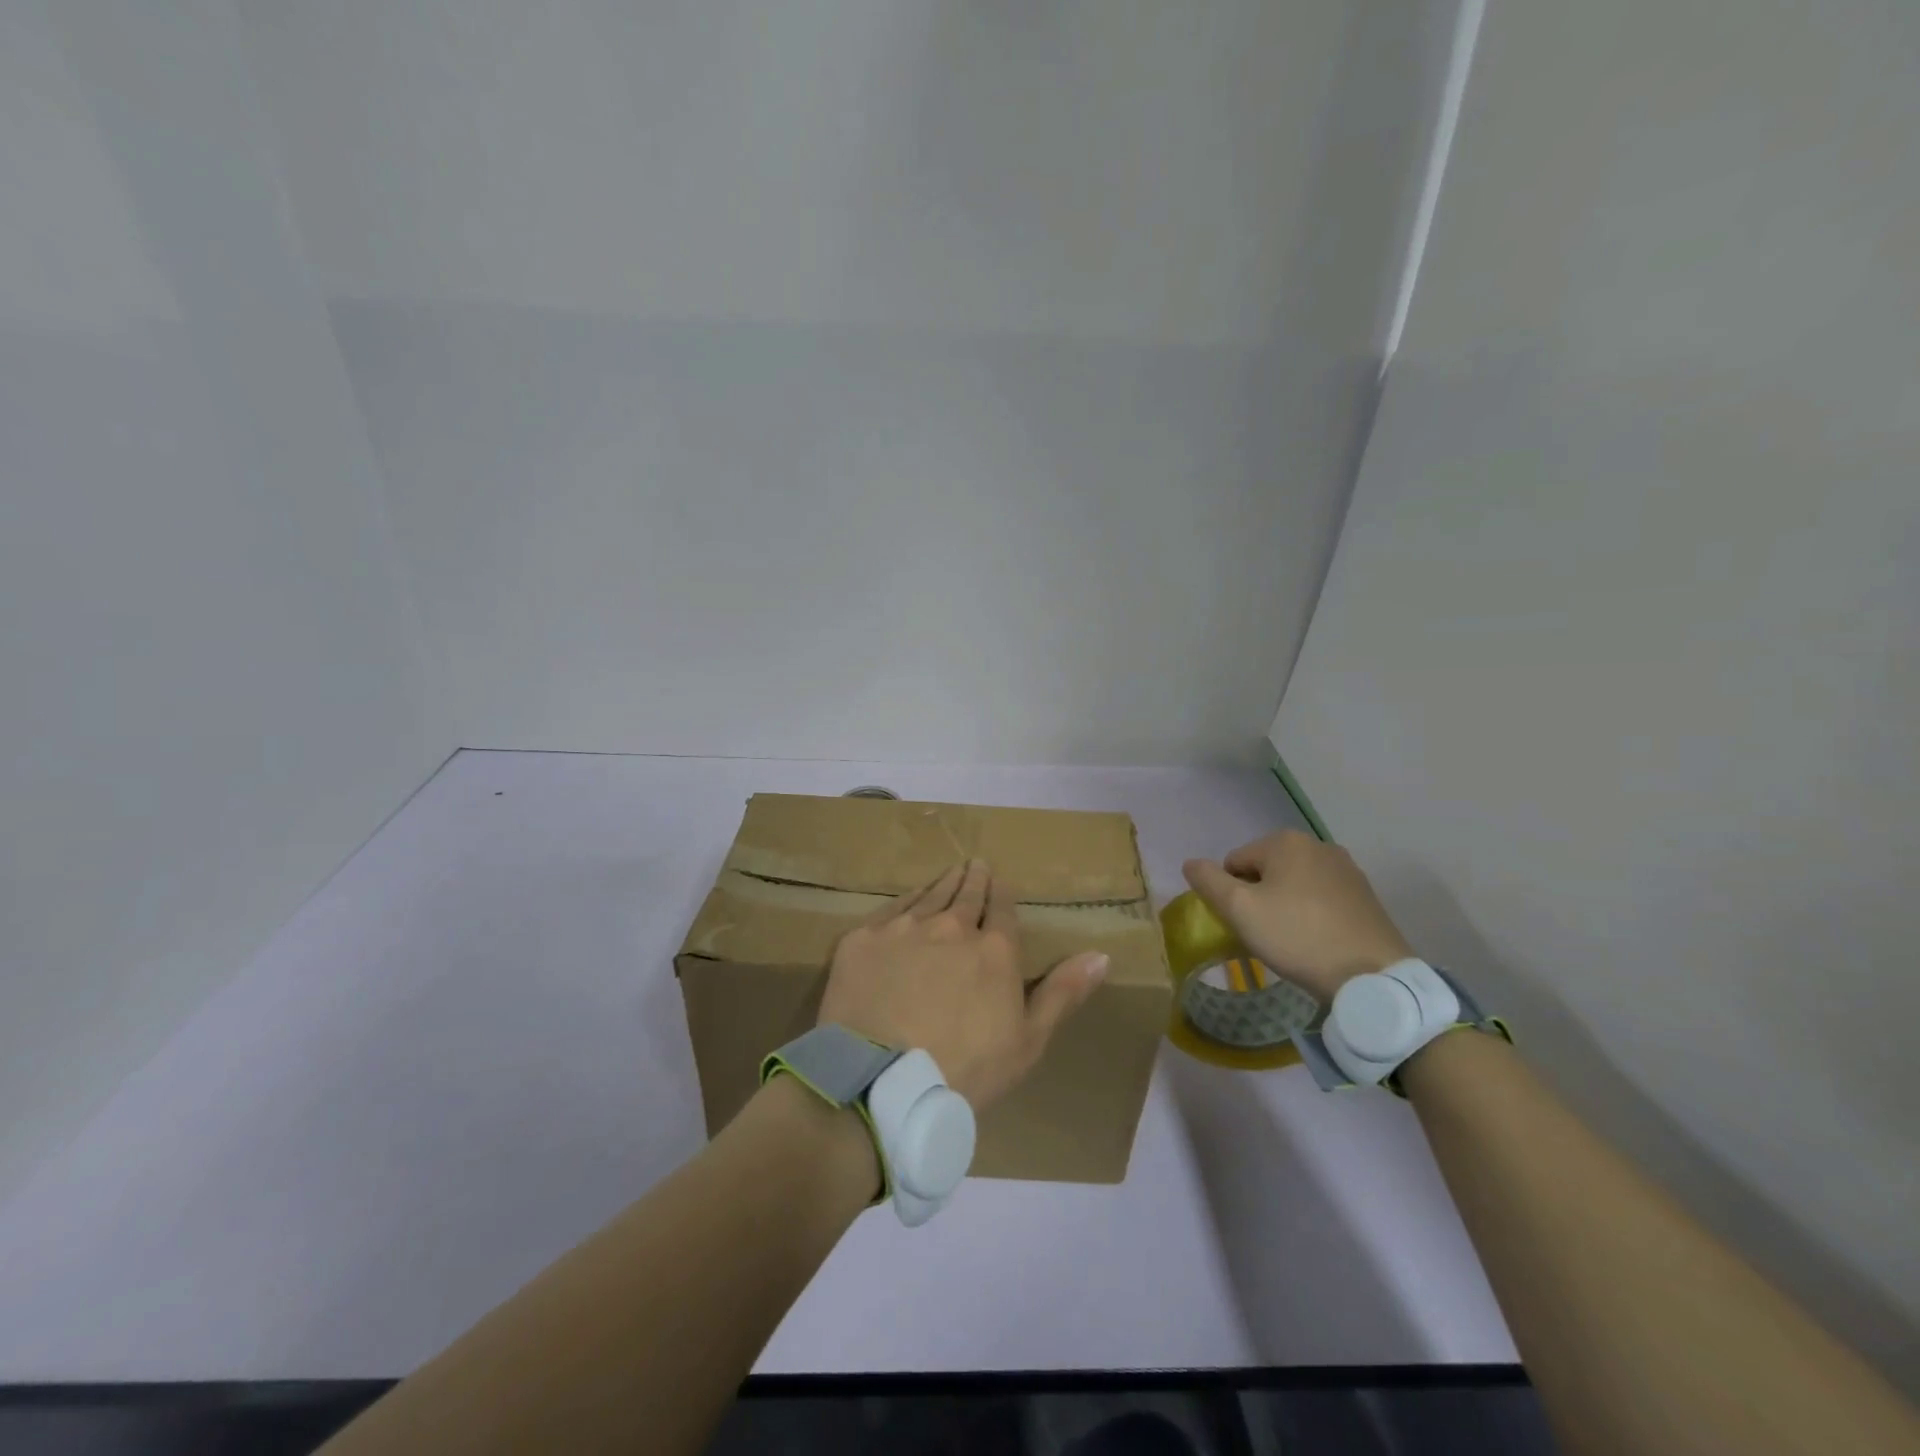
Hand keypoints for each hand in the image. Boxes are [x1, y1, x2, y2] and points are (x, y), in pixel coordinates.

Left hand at [819, 860, 1108, 1111]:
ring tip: (951, 871)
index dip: (1002, 895)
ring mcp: (904, 929)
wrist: (881, 1082)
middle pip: (966, 894)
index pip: (1002, 910)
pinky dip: (905, 900)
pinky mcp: (863, 939)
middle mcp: (950, 927)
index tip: (1001, 883)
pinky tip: (909, 898)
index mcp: (993, 950)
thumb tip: (1102, 954)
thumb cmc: (965, 1070)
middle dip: (975, 878)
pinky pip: (890, 909)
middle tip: (976, 864)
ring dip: (943, 882)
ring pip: (929, 895)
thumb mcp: (1028, 1041)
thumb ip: (1063, 992)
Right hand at [1183, 831, 1413, 1001]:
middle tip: (1266, 934)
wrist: (1373, 977)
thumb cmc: (1298, 937)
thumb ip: (1208, 882)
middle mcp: (1317, 845)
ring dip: (1284, 906)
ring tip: (1292, 941)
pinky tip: (1317, 941)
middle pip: (1265, 871)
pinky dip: (1311, 915)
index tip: (1245, 924)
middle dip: (1259, 898)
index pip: (1234, 862)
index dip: (1231, 895)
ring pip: (1294, 885)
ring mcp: (1347, 869)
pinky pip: (1321, 898)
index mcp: (1285, 841)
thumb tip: (1190, 863)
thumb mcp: (1240, 910)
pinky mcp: (1365, 895)